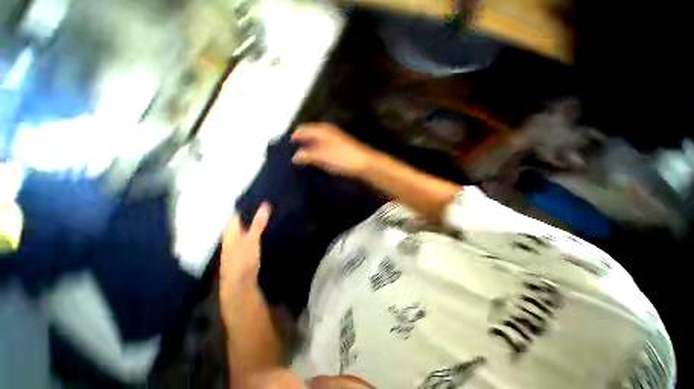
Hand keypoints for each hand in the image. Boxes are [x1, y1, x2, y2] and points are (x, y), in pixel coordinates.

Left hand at [219, 203, 270, 312]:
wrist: (239, 285)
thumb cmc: (243, 260)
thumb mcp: (252, 240)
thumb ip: (258, 223)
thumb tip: (265, 204)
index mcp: (231, 231)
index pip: (236, 213)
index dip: (247, 204)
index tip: (260, 197)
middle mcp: (232, 236)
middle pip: (241, 220)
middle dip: (253, 212)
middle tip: (268, 204)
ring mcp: (237, 245)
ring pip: (246, 229)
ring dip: (256, 222)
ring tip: (270, 214)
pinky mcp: (244, 252)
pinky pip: (250, 236)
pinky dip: (257, 231)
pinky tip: (266, 230)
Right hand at [291, 123, 375, 177]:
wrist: (363, 164)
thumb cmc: (342, 158)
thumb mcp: (322, 157)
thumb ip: (307, 156)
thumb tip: (294, 157)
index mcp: (321, 130)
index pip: (302, 130)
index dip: (293, 138)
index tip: (286, 150)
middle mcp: (327, 132)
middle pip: (308, 135)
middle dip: (300, 144)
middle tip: (293, 157)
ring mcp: (334, 139)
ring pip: (316, 142)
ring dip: (308, 150)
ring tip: (302, 161)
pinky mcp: (338, 148)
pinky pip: (322, 148)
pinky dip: (317, 154)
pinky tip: (315, 162)